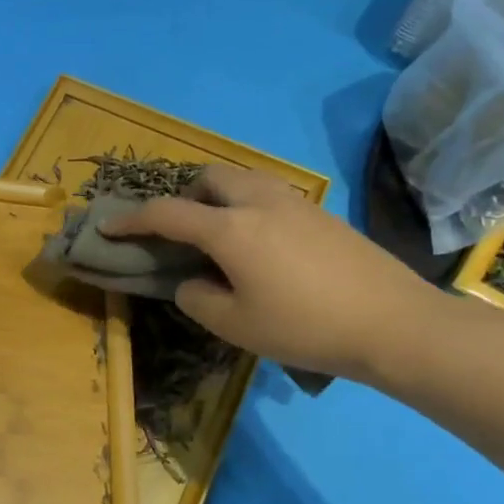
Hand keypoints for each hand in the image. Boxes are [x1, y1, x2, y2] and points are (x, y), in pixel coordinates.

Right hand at [102, 167, 439, 383]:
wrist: (395, 324)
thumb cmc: (305, 327)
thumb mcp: (234, 325)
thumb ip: (197, 298)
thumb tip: (192, 282)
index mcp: (230, 228)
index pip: (166, 213)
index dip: (131, 220)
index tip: (108, 227)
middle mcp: (259, 202)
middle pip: (209, 177)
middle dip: (183, 196)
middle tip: (180, 233)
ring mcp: (296, 203)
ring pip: (243, 180)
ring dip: (217, 198)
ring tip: (218, 237)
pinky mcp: (322, 214)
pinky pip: (269, 194)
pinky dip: (247, 207)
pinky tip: (259, 246)